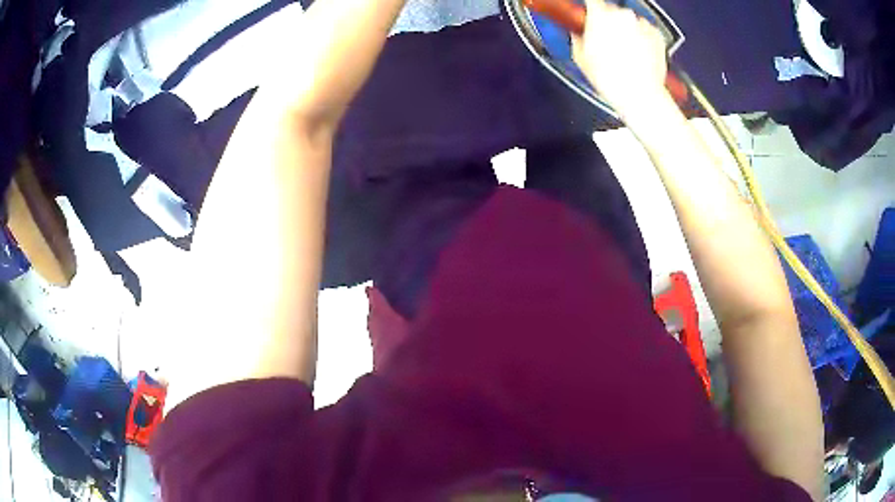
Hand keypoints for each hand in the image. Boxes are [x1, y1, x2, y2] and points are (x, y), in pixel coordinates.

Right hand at [571, 0, 669, 116]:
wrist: (640, 94)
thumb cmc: (611, 78)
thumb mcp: (580, 58)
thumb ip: (577, 38)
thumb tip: (578, 34)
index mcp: (600, 16)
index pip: (592, 2)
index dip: (590, 9)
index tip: (589, 15)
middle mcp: (622, 15)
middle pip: (612, 10)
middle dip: (609, 22)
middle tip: (607, 41)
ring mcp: (641, 24)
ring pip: (630, 21)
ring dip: (627, 30)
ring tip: (625, 51)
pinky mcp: (657, 35)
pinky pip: (646, 31)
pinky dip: (643, 38)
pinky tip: (638, 54)